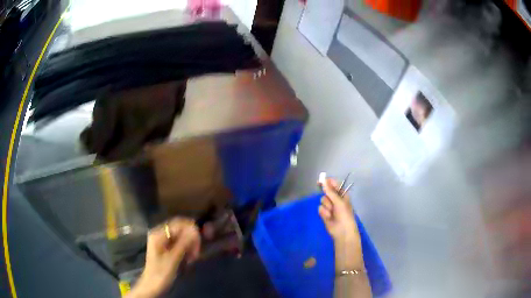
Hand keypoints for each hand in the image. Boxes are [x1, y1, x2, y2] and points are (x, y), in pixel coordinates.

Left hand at [127, 217, 200, 297]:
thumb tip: (195, 229)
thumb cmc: (161, 273)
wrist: (152, 286)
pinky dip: (185, 249)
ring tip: (194, 257)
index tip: (201, 240)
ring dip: (189, 245)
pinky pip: (178, 243)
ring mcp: (162, 241)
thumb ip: (183, 243)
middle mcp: (159, 234)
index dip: (190, 229)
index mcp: (158, 234)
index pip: (177, 224)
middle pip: (179, 229)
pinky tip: (189, 258)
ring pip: (180, 237)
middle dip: (190, 239)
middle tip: (197, 252)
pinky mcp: (165, 248)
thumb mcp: (173, 258)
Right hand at [318, 178, 363, 269]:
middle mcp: (335, 200)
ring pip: (322, 201)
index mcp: (342, 195)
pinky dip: (324, 213)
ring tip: (332, 213)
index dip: (328, 182)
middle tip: (331, 201)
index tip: (321, 180)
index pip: (334, 185)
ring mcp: (329, 207)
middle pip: (326, 192)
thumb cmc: (344, 214)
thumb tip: (324, 181)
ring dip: (327, 206)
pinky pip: (320, 209)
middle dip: (327, 197)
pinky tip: (329, 217)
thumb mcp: (339, 201)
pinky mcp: (324, 214)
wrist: (342, 230)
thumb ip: (330, 191)